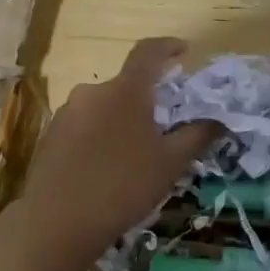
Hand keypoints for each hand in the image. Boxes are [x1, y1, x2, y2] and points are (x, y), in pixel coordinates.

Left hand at [19, 38, 222, 248]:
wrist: (55, 224)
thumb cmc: (123, 186)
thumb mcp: (170, 163)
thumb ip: (197, 135)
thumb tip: (219, 119)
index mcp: (125, 90)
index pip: (149, 51)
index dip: (168, 46)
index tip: (184, 51)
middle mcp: (93, 91)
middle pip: (126, 84)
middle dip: (147, 98)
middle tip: (164, 125)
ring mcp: (67, 113)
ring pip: (104, 106)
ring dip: (122, 119)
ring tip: (135, 153)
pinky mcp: (50, 136)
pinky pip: (84, 125)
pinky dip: (101, 135)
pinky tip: (106, 168)